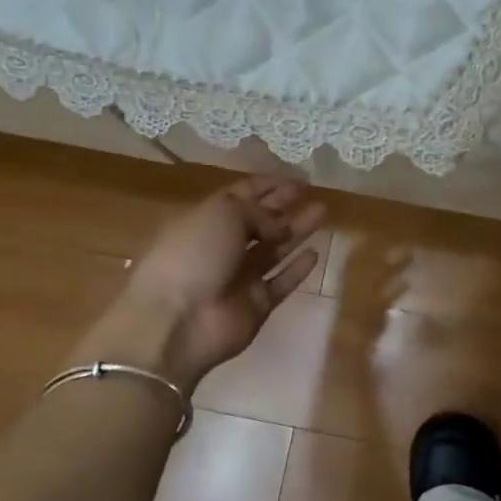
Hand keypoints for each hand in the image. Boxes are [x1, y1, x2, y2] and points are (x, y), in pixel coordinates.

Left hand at [69, 178, 325, 394]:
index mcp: (204, 220)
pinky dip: (297, 269)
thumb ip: (257, 212)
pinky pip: (281, 282)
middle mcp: (221, 247)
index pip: (240, 196)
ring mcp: (239, 278)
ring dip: (297, 230)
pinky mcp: (256, 305)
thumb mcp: (223, 214)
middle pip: (259, 222)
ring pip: (274, 249)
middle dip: (284, 205)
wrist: (177, 321)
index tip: (296, 179)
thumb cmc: (193, 254)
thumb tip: (276, 227)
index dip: (267, 186)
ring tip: (322, 212)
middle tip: (312, 192)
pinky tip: (315, 253)